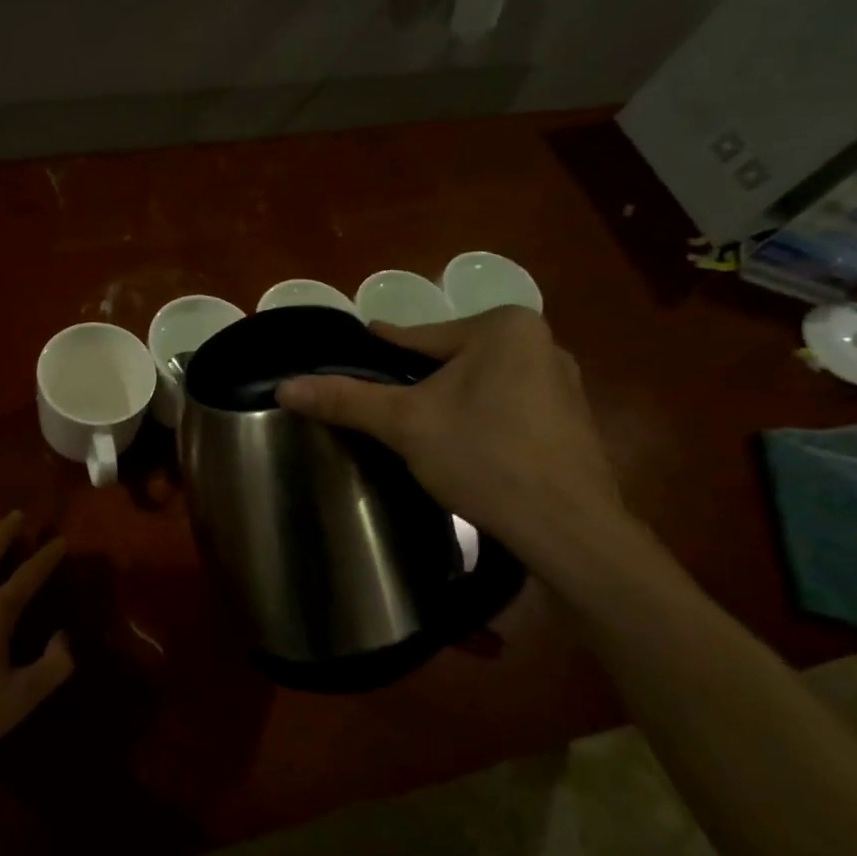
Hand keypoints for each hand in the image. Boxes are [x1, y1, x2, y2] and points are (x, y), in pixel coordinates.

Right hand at [274, 308, 625, 564]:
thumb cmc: (483, 457)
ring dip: (448, 402)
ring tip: (416, 429)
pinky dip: (479, 420)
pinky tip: (462, 448)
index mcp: (504, 327)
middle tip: (381, 407)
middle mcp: (541, 342)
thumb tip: (285, 386)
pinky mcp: (571, 421)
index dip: (380, 350)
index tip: (353, 353)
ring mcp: (563, 383)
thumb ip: (346, 399)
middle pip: (450, 360)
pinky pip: (506, 407)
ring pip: (479, 385)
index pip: (418, 336)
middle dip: (416, 382)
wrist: (566, 528)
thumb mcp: (405, 424)